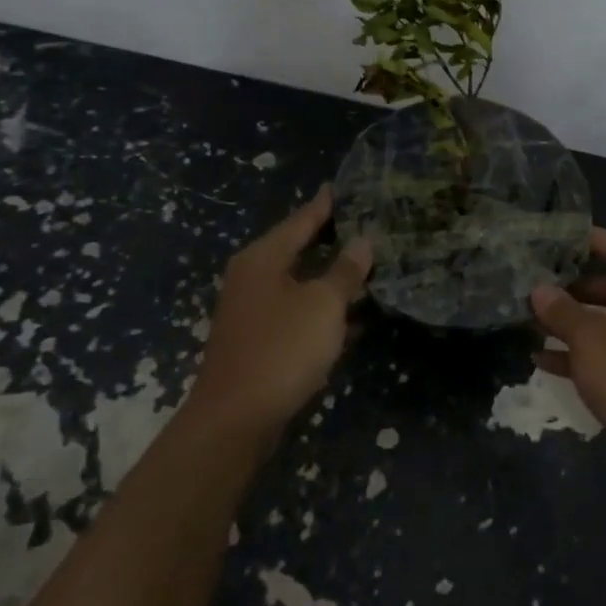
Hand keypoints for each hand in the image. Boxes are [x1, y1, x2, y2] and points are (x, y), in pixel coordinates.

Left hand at [191, 187, 371, 433]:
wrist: (235, 419)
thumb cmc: (281, 349)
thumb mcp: (322, 305)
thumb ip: (345, 271)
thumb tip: (362, 242)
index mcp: (263, 258)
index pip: (301, 219)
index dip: (325, 204)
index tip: (344, 186)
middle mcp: (253, 277)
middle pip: (298, 248)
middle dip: (332, 238)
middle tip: (368, 223)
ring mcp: (254, 310)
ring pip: (300, 282)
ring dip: (331, 276)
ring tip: (369, 263)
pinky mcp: (260, 339)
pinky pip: (298, 311)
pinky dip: (323, 308)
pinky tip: (355, 314)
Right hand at [529, 228, 605, 461]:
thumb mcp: (590, 339)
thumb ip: (562, 311)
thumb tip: (539, 290)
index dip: (597, 239)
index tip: (561, 240)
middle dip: (577, 285)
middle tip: (540, 281)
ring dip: (574, 321)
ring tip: (533, 318)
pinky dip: (580, 354)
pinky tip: (542, 359)